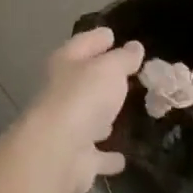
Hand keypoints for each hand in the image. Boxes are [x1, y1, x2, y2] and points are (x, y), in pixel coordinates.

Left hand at [12, 28, 143, 192]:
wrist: (58, 152)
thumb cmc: (83, 97)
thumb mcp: (110, 69)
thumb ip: (123, 58)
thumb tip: (134, 46)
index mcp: (65, 63)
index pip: (84, 43)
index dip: (98, 37)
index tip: (112, 34)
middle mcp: (62, 92)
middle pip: (84, 80)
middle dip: (103, 77)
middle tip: (129, 74)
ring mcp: (67, 126)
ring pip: (89, 117)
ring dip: (103, 116)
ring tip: (127, 111)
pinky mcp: (76, 158)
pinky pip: (97, 155)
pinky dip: (107, 156)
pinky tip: (122, 158)